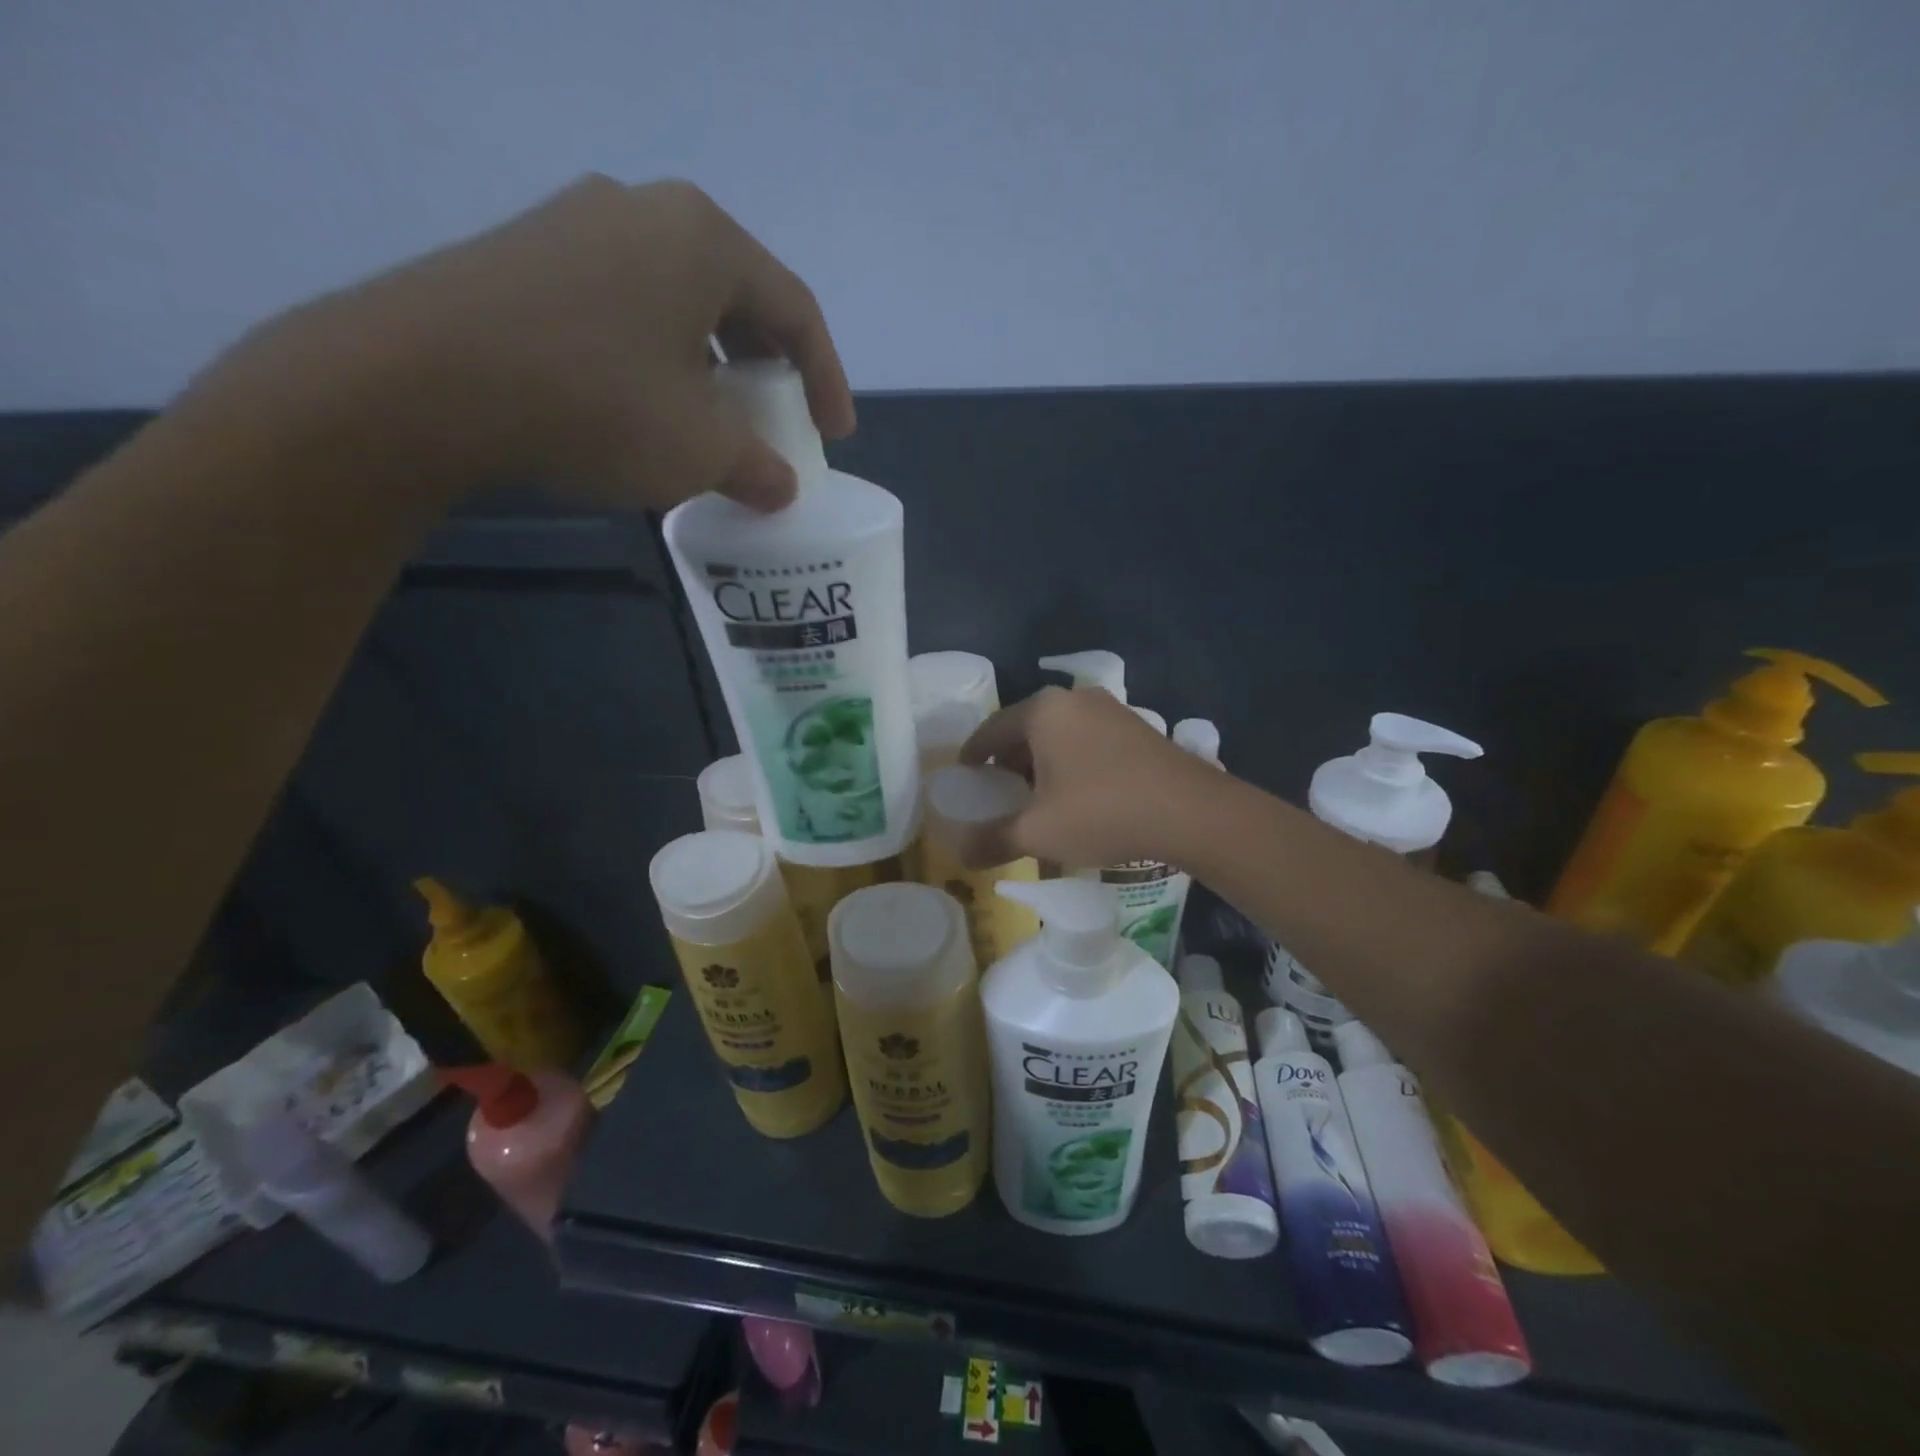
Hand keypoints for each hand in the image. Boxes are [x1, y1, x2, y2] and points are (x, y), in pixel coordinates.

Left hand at [180, 176, 852, 511]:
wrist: (418, 384)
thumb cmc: (596, 405)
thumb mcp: (702, 450)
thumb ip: (759, 467)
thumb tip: (780, 486)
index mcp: (705, 239)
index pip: (795, 312)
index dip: (826, 380)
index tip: (834, 436)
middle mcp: (645, 211)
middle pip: (737, 298)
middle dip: (766, 370)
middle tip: (777, 421)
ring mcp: (576, 225)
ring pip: (677, 302)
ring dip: (710, 367)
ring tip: (713, 422)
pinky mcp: (525, 257)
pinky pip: (623, 307)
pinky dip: (656, 359)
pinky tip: (646, 406)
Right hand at [960, 687, 1222, 868]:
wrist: (1191, 812)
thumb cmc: (1102, 812)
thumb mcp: (1038, 831)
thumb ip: (993, 839)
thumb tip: (960, 853)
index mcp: (1043, 711)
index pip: (991, 730)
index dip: (973, 756)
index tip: (965, 777)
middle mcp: (1074, 699)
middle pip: (1025, 729)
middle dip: (1008, 761)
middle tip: (999, 793)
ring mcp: (1110, 710)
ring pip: (1059, 735)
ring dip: (1041, 763)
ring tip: (1037, 798)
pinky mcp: (1137, 728)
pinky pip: (1087, 740)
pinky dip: (1071, 762)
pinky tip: (1078, 795)